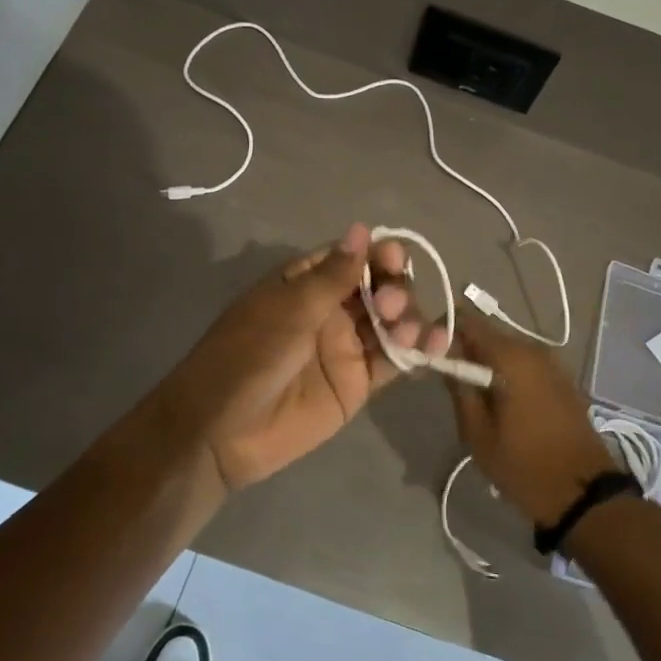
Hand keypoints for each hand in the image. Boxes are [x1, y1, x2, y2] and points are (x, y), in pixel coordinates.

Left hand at [158, 224, 446, 493]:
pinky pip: (394, 360)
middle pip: (379, 287)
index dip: (376, 254)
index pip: (351, 258)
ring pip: (392, 321)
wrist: (223, 431)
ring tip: (406, 331)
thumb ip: (332, 276)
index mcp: (305, 284)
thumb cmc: (247, 357)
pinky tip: (437, 344)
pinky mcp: (359, 382)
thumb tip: (361, 229)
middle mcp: (330, 310)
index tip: (393, 258)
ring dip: (409, 317)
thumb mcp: (288, 310)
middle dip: (395, 288)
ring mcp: (346, 346)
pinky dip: (417, 350)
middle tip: (389, 305)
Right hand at [445, 312, 613, 527]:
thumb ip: (459, 389)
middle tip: (446, 379)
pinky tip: (499, 402)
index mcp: (511, 357)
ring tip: (472, 396)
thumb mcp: (478, 433)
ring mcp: (553, 364)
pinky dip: (507, 374)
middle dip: (464, 350)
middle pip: (488, 334)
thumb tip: (444, 359)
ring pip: (507, 351)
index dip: (444, 331)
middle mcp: (534, 350)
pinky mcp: (562, 380)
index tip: (430, 353)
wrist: (583, 493)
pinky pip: (525, 365)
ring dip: (486, 364)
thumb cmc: (524, 465)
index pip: (468, 320)